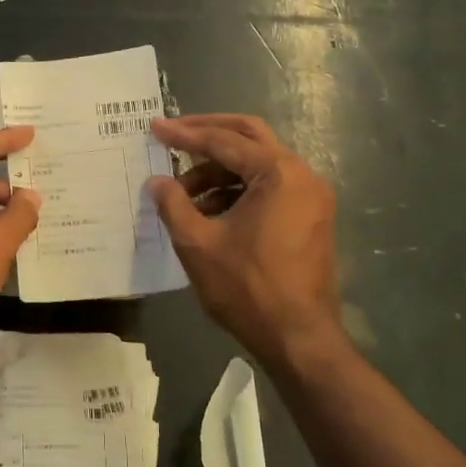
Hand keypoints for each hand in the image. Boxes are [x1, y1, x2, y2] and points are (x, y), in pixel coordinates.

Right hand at [147, 114, 341, 364]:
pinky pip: (269, 186)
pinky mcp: (310, 216)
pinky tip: (208, 211)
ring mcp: (310, 196)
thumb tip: (156, 181)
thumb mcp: (198, 244)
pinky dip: (238, 189)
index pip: (224, 141)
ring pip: (258, 164)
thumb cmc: (247, 288)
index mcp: (278, 174)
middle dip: (207, 135)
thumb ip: (173, 204)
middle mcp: (301, 175)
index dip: (185, 135)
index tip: (155, 128)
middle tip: (172, 136)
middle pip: (249, 137)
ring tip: (183, 194)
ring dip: (219, 170)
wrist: (298, 338)